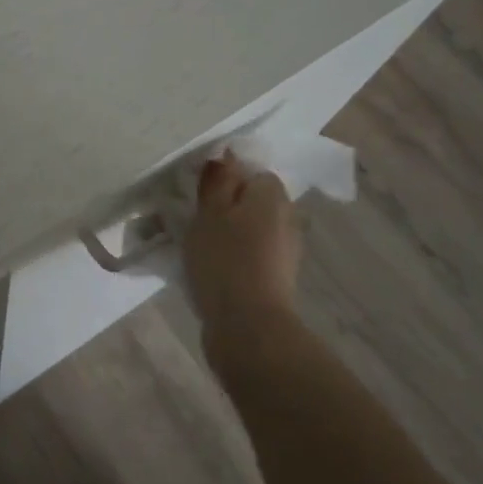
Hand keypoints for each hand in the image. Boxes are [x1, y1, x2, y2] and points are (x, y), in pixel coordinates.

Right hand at [183, 152, 301, 342]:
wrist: (249, 327)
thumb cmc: (225, 260)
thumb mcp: (209, 212)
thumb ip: (217, 181)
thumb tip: (226, 156)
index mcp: (273, 195)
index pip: (253, 172)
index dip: (226, 180)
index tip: (200, 194)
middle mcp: (287, 218)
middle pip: (253, 201)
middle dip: (227, 207)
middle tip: (194, 220)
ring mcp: (286, 251)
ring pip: (252, 229)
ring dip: (230, 234)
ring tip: (197, 247)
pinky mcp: (278, 279)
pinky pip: (252, 255)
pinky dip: (234, 258)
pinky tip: (211, 270)